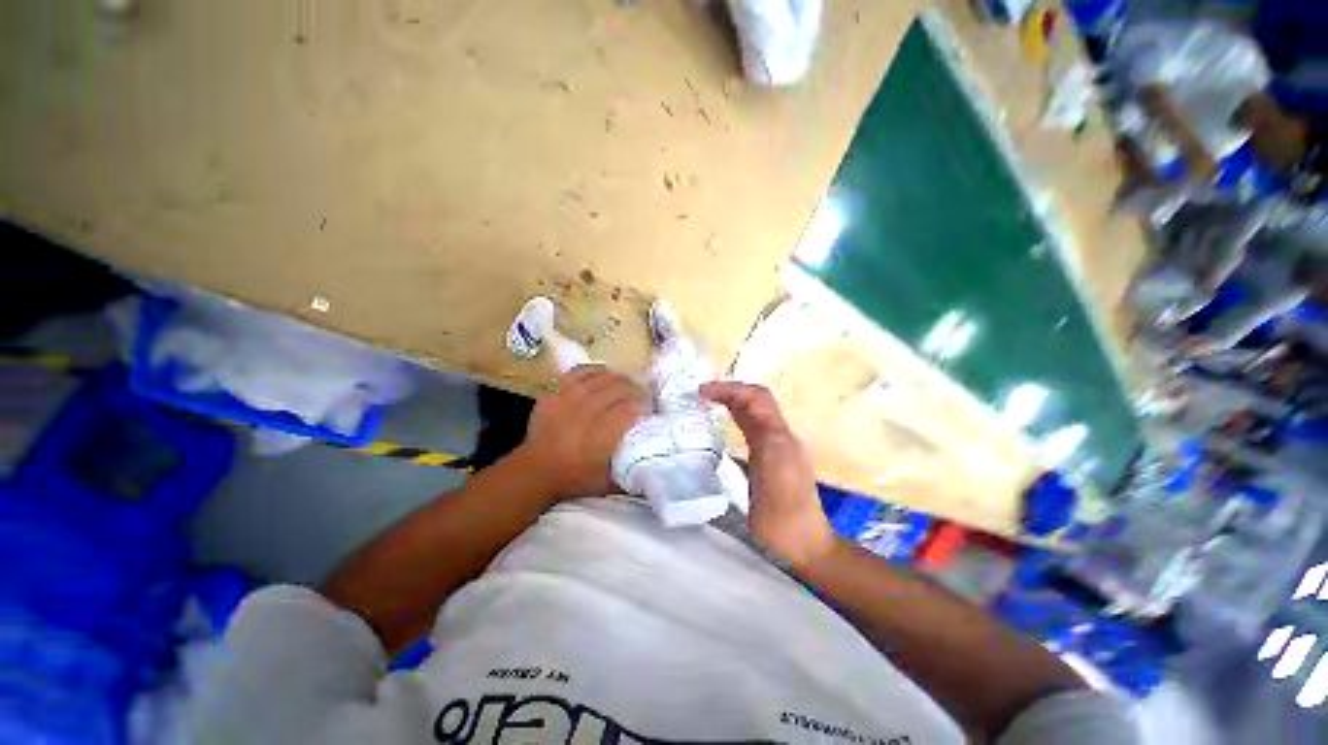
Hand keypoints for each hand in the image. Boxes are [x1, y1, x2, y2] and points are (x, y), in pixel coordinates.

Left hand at [513, 366, 646, 501]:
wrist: (534, 470)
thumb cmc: (573, 478)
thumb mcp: (607, 484)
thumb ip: (631, 472)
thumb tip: (654, 462)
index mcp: (599, 437)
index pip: (628, 410)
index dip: (643, 406)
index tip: (651, 410)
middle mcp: (584, 413)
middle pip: (617, 389)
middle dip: (635, 389)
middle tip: (643, 395)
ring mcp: (567, 399)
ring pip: (600, 378)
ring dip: (619, 379)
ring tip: (627, 384)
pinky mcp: (555, 392)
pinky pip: (579, 372)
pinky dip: (595, 371)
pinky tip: (604, 375)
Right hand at [701, 382, 835, 568]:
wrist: (802, 545)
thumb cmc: (785, 514)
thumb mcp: (774, 472)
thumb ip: (762, 438)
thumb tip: (742, 410)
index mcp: (779, 436)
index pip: (755, 397)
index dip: (729, 388)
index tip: (701, 392)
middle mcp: (779, 436)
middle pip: (755, 401)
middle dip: (730, 391)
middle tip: (701, 394)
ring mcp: (775, 448)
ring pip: (753, 414)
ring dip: (732, 402)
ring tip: (707, 404)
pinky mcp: (768, 461)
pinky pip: (751, 429)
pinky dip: (735, 418)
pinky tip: (721, 426)